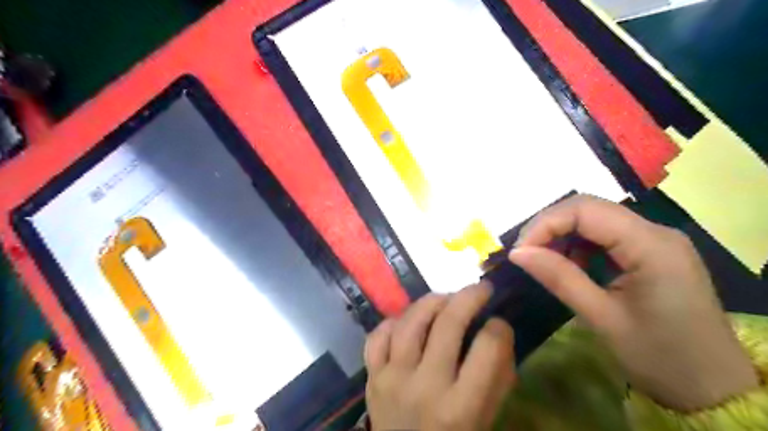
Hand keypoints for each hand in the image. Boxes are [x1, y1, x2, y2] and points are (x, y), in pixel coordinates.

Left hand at [365, 284, 514, 429]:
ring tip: (446, 298)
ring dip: (432, 301)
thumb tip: (498, 332)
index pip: (487, 350)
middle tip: (480, 288)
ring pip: (410, 321)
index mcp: (461, 408)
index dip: (499, 328)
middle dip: (469, 297)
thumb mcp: (483, 420)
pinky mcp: (371, 376)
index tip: (499, 321)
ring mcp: (392, 379)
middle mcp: (425, 388)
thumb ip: (496, 379)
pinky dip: (394, 321)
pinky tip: (408, 321)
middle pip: (448, 324)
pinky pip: (378, 335)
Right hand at [509, 195, 756, 409]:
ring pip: (595, 219)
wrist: (713, 388)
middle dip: (550, 226)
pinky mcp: (651, 252)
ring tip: (544, 261)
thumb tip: (517, 253)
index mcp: (651, 245)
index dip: (545, 224)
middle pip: (589, 208)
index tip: (520, 252)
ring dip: (563, 235)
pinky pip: (606, 235)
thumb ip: (559, 278)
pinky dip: (579, 245)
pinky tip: (570, 266)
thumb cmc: (660, 357)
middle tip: (526, 253)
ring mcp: (655, 240)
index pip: (585, 210)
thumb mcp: (602, 318)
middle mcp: (655, 231)